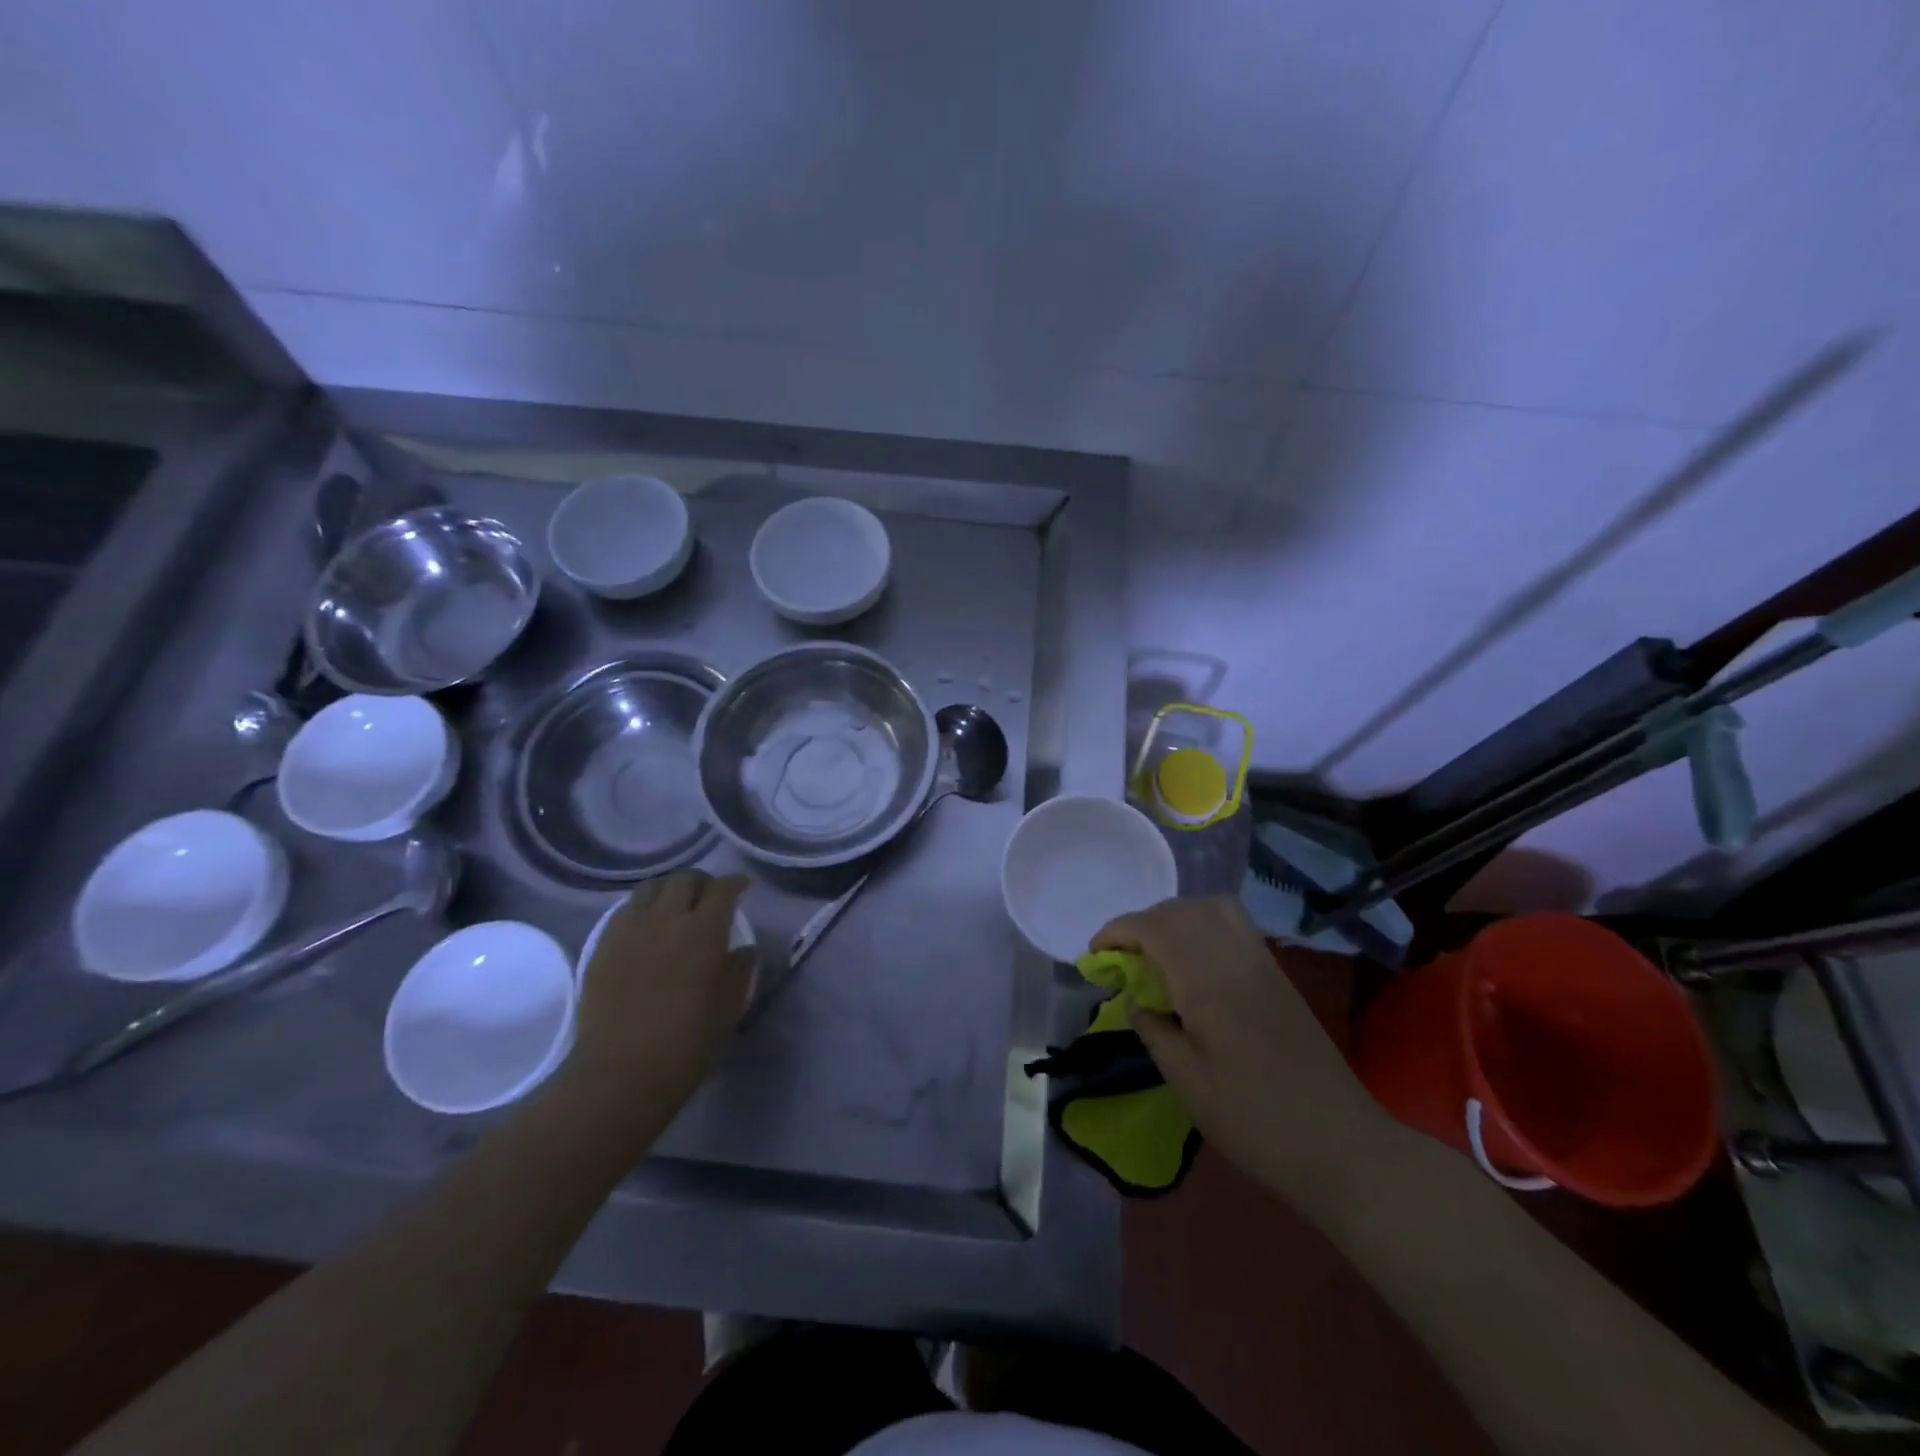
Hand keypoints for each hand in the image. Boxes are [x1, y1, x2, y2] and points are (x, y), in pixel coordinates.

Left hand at [566, 871, 754, 1137]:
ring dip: (669, 890)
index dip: (736, 883)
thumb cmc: (687, 1042)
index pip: (723, 888)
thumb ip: (740, 969)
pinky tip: (647, 927)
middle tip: (709, 897)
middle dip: (702, 882)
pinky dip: (642, 909)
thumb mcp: (729, 1006)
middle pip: (684, 879)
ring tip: (675, 905)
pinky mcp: (603, 945)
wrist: (621, 1072)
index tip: (743, 887)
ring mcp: (630, 929)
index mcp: (704, 930)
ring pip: (651, 888)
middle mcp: (667, 918)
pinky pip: (625, 911)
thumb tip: (744, 949)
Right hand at [1093, 896, 1391, 1207]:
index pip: (1153, 928)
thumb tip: (1133, 1000)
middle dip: (1141, 924)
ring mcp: (1261, 961)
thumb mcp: (1187, 1083)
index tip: (1094, 955)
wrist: (1340, 1145)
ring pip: (1210, 907)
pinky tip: (1193, 960)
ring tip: (1156, 953)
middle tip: (1121, 959)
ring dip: (1174, 917)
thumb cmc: (1254, 1121)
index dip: (1117, 932)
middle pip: (1180, 910)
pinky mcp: (1277, 973)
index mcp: (1208, 982)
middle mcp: (1234, 957)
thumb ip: (1153, 1031)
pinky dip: (1203, 923)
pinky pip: (1234, 924)